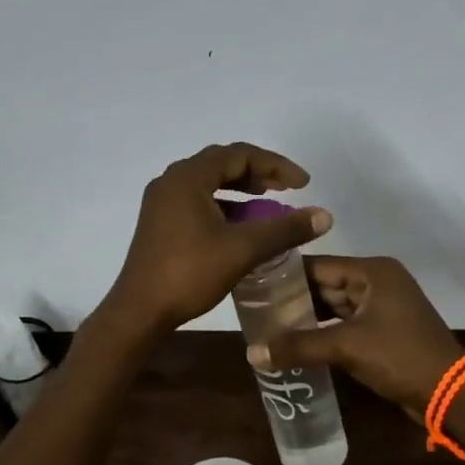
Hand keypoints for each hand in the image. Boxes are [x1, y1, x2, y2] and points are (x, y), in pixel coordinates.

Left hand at [105, 143, 331, 335]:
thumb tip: (325, 216)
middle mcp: (171, 181)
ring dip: (240, 189)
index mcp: (187, 177)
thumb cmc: (189, 273)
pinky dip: (223, 205)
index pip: (238, 154)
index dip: (275, 165)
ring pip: (208, 183)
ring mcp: (162, 201)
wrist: (139, 310)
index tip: (303, 184)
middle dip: (258, 173)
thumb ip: (284, 229)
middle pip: (222, 163)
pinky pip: (197, 200)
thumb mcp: (242, 249)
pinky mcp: (160, 221)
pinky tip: (241, 225)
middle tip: (288, 188)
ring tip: (269, 202)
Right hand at [250, 256, 460, 422]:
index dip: (284, 275)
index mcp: (372, 271)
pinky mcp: (383, 330)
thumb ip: (298, 346)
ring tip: (268, 325)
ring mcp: (382, 306)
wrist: (452, 394)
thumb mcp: (346, 348)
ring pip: (333, 305)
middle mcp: (377, 281)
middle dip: (292, 298)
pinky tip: (296, 342)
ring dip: (306, 317)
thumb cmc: (400, 357)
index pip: (317, 265)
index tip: (251, 283)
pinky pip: (344, 323)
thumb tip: (252, 353)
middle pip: (324, 284)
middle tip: (254, 308)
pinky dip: (322, 331)